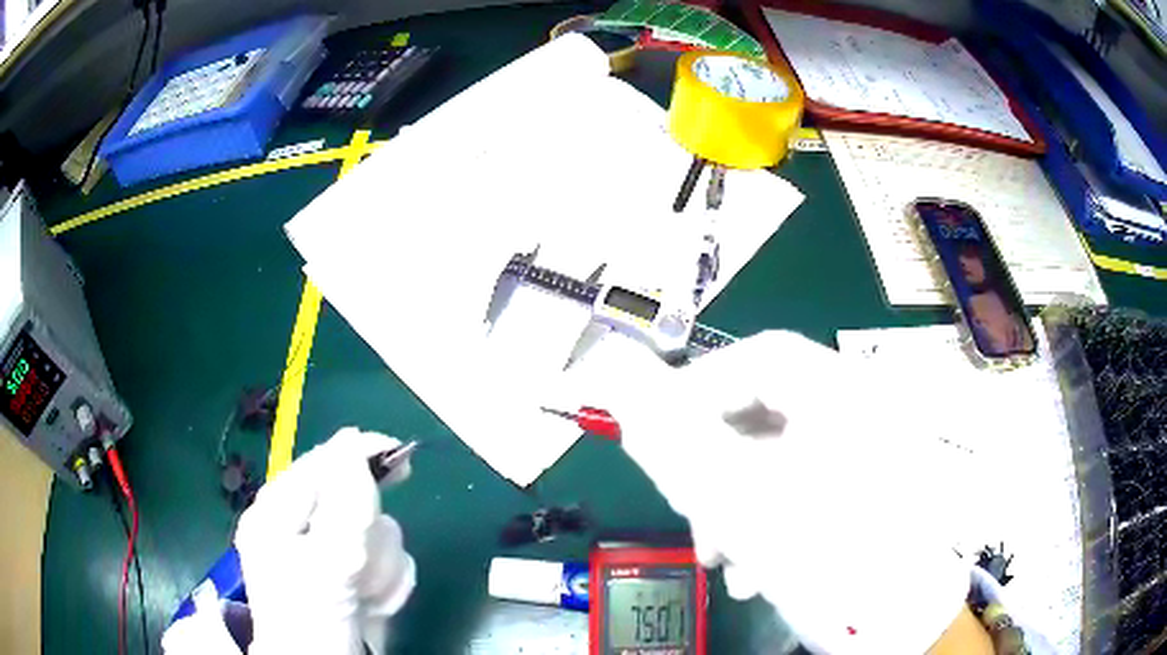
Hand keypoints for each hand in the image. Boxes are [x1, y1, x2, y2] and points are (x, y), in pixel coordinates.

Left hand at [232, 428, 415, 654]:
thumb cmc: (314, 620)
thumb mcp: (328, 562)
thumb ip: (345, 504)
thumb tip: (352, 443)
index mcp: (276, 513)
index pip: (321, 464)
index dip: (359, 454)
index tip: (400, 456)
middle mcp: (297, 527)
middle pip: (354, 502)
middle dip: (369, 539)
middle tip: (364, 566)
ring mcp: (324, 553)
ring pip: (376, 534)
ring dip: (380, 568)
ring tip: (365, 596)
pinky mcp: (347, 574)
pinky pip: (382, 561)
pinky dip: (385, 584)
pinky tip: (370, 603)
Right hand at [568, 331, 974, 653]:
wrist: (897, 620)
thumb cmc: (826, 555)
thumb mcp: (743, 499)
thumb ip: (676, 440)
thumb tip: (624, 391)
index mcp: (844, 393)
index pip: (759, 356)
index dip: (700, 387)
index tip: (660, 434)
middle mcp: (862, 411)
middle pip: (767, 412)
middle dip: (716, 462)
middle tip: (687, 505)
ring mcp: (870, 453)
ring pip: (781, 457)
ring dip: (738, 499)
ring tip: (718, 552)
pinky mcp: (867, 489)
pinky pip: (804, 486)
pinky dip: (770, 516)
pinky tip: (755, 566)